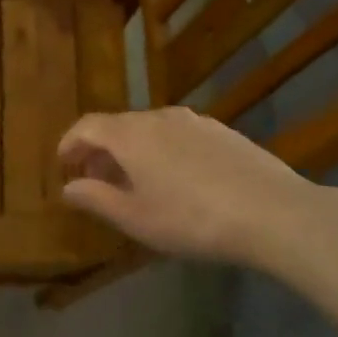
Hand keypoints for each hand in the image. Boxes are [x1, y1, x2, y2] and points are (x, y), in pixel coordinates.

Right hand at [57, 107, 337, 273]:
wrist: (273, 211)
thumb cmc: (192, 219)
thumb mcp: (136, 218)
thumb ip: (96, 199)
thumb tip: (68, 187)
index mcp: (130, 135)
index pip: (86, 126)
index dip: (69, 144)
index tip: (63, 167)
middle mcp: (158, 117)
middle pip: (117, 125)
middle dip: (99, 150)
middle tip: (94, 180)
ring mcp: (194, 121)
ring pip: (149, 129)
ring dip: (131, 150)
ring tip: (134, 183)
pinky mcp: (222, 131)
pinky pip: (176, 135)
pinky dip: (161, 150)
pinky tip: (175, 180)